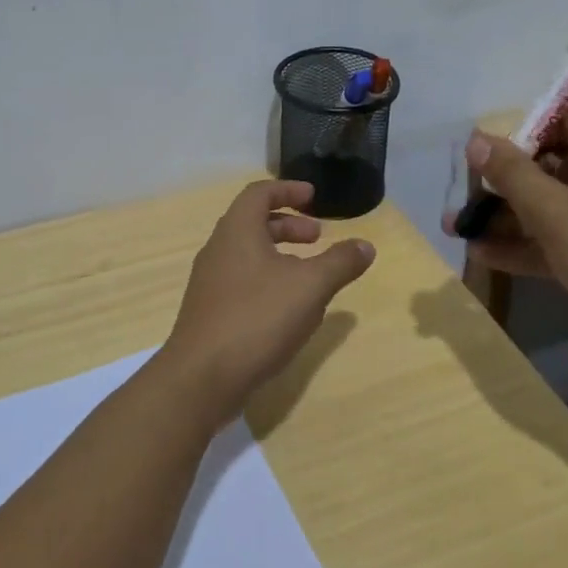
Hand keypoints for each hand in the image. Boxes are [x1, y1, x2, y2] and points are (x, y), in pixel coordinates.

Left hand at [160, 180, 374, 418]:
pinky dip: (267, 279)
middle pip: (253, 222)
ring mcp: (210, 282)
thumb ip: (339, 262)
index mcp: (237, 231)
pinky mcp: (210, 311)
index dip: (288, 190)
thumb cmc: (257, 318)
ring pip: (248, 254)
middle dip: (288, 225)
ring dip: (279, 254)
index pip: (259, 193)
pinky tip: (288, 309)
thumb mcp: (309, 287)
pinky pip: (242, 281)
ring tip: (309, 273)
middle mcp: (218, 249)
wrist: (202, 377)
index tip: (313, 197)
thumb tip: (365, 245)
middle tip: (318, 237)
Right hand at [444, 106, 567, 368]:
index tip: (483, 151)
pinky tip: (482, 255)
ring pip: (544, 206)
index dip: (521, 127)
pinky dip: (521, 245)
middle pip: (544, 164)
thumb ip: (512, 174)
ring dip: (502, 217)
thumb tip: (476, 138)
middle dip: (499, 180)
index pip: (560, 117)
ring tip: (454, 228)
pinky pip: (553, 240)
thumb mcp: (555, 210)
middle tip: (459, 196)